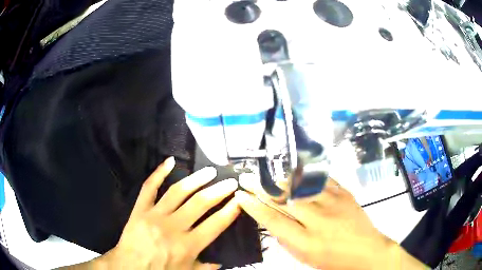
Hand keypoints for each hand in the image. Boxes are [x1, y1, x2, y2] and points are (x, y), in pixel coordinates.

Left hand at [91, 157, 239, 269]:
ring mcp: (155, 215)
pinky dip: (159, 173)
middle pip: (200, 203)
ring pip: (178, 192)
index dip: (230, 210)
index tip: (240, 198)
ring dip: (196, 179)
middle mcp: (174, 227)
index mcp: (188, 245)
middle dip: (219, 191)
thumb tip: (221, 262)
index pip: (215, 224)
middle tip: (231, 181)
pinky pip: (149, 187)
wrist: (129, 266)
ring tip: (209, 171)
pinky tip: (170, 161)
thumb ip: (205, 268)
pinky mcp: (140, 208)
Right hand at [235, 175, 425, 269]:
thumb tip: (272, 221)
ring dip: (280, 180)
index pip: (272, 220)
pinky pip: (321, 180)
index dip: (253, 206)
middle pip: (284, 199)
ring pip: (300, 185)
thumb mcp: (305, 257)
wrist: (367, 251)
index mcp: (306, 241)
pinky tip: (293, 172)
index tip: (241, 196)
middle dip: (262, 187)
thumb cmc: (333, 260)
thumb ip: (287, 240)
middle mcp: (319, 220)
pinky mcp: (345, 193)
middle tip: (247, 179)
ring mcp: (334, 203)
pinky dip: (304, 176)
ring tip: (267, 176)